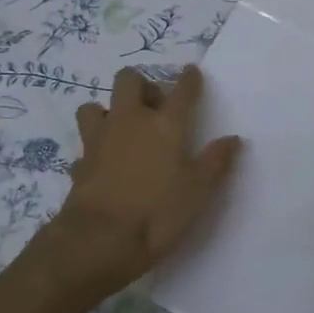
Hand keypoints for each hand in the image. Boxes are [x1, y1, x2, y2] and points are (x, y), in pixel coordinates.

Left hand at [41, 65, 241, 300]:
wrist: (100, 240)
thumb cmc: (158, 212)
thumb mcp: (198, 190)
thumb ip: (216, 161)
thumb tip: (233, 139)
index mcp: (165, 124)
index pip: (182, 90)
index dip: (189, 79)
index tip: (192, 72)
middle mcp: (130, 121)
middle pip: (129, 80)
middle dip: (141, 84)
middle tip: (153, 105)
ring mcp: (100, 139)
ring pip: (94, 106)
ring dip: (108, 111)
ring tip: (121, 130)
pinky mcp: (80, 161)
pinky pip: (86, 144)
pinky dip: (95, 149)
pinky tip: (104, 164)